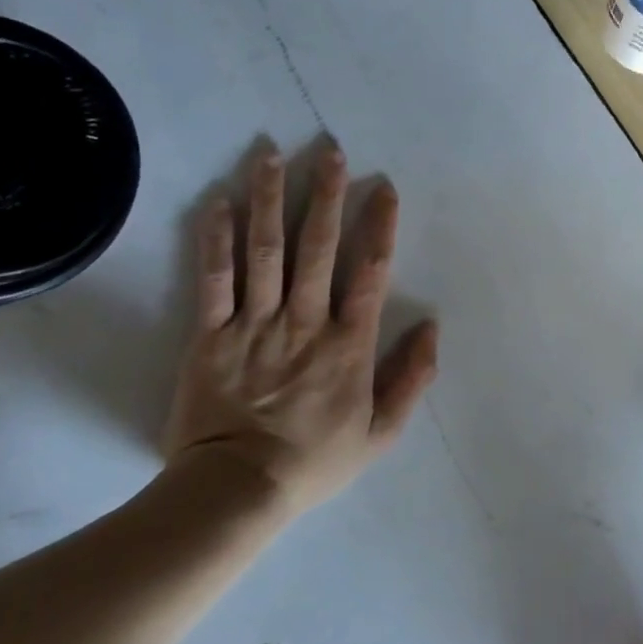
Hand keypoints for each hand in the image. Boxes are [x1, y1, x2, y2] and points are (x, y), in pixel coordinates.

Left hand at [162, 144, 438, 516]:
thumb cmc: (314, 460)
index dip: (379, 225)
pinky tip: (217, 200)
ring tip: (270, 155)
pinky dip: (215, 238)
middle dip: (326, 195)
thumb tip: (432, 325)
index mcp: (348, 343)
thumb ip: (412, 377)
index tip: (383, 186)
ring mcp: (254, 325)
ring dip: (270, 199)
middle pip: (317, 248)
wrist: (235, 494)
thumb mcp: (382, 432)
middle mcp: (304, 322)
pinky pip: (214, 280)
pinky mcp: (209, 336)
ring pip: (265, 251)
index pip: (369, 272)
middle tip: (330, 150)